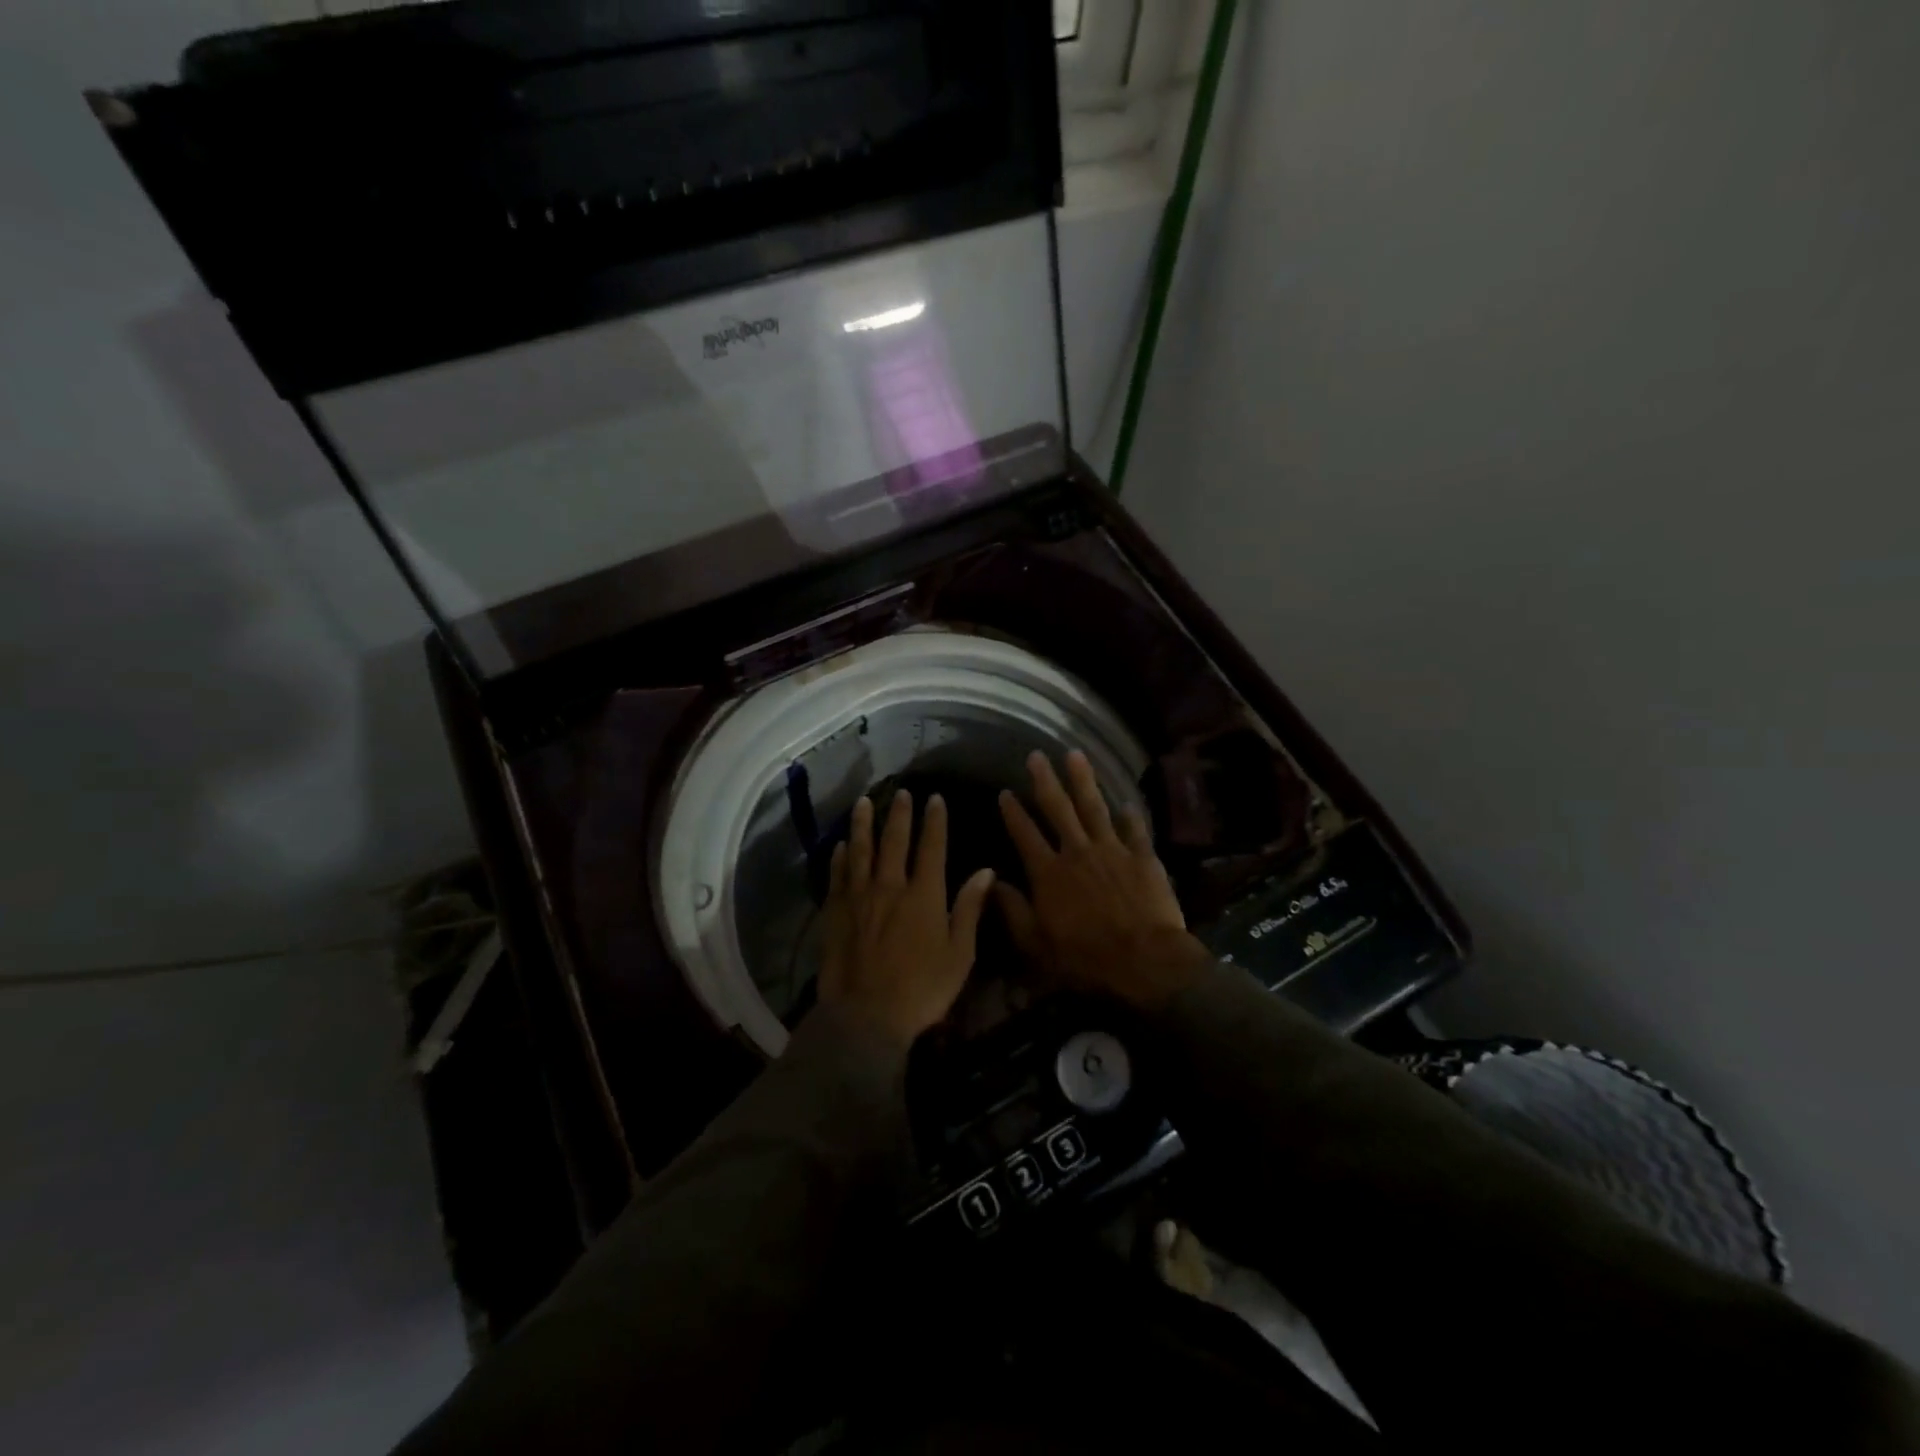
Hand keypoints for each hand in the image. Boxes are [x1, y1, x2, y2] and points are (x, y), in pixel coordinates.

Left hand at [818, 790, 996, 1048]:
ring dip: (863, 824)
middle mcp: (890, 886)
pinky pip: (837, 876)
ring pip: (861, 850)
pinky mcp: (836, 912)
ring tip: (863, 803)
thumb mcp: (960, 953)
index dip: (934, 820)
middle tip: (902, 792)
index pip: (932, 847)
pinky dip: (839, 858)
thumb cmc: (922, 988)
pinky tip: (840, 846)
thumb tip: (986, 871)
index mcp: (924, 894)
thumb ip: (969, 908)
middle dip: (900, 813)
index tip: (935, 797)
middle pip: (894, 840)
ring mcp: (859, 897)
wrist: (867, 1015)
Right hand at [996, 751, 1212, 1010]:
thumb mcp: (1036, 943)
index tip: (1005, 792)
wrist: (1144, 961)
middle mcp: (1077, 852)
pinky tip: (1126, 803)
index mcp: (1048, 873)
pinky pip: (1134, 830)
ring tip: (1075, 755)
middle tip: (1036, 756)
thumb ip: (1012, 910)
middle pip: (1058, 809)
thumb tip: (990, 882)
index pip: (1025, 834)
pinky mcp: (1142, 857)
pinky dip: (1130, 816)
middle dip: (1045, 781)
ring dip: (1083, 780)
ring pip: (1094, 807)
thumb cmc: (1085, 957)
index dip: (1013, 812)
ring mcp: (1112, 850)